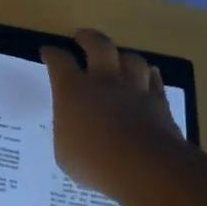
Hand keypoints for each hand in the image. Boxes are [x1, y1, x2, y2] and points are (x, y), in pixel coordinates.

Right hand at [40, 28, 185, 201]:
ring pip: (131, 58)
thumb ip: (67, 131)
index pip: (59, 61)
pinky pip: (154, 79)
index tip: (48, 52)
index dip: (52, 54)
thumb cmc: (94, 162)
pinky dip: (148, 75)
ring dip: (122, 56)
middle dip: (88, 38)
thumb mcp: (64, 152)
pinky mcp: (158, 101)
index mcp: (73, 90)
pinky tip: (147, 76)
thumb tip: (72, 127)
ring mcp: (134, 89)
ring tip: (118, 57)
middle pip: (98, 45)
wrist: (146, 168)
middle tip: (82, 37)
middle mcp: (104, 81)